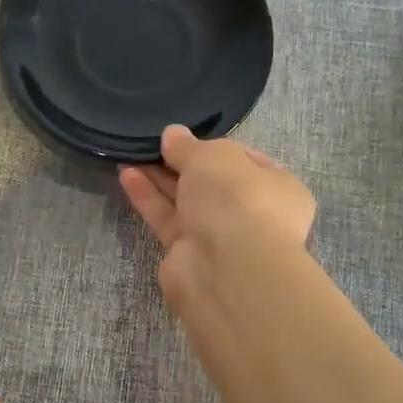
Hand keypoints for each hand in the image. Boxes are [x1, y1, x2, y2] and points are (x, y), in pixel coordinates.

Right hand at [119, 125, 315, 308]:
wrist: (227, 268)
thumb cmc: (235, 199)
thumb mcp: (212, 156)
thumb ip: (188, 145)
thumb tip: (172, 134)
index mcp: (276, 187)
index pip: (244, 160)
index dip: (213, 146)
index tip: (184, 137)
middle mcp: (251, 213)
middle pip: (210, 182)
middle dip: (180, 163)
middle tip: (151, 144)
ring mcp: (219, 237)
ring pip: (185, 201)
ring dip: (159, 178)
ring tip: (130, 153)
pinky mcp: (188, 254)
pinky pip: (167, 219)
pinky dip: (148, 198)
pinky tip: (126, 175)